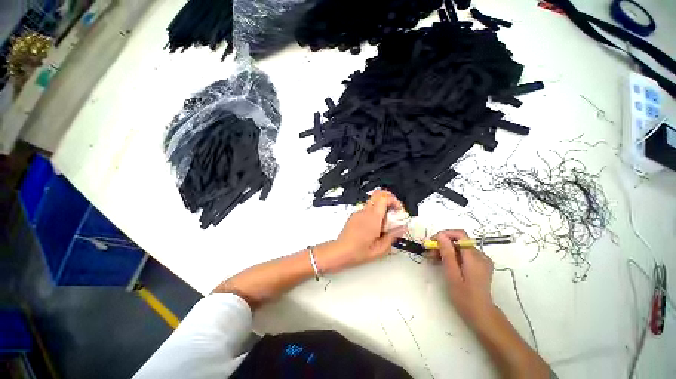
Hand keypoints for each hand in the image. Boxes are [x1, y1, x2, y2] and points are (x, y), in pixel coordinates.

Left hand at [315, 190, 405, 273]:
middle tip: (394, 211)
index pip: (384, 198)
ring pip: (373, 202)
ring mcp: (358, 212)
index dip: (395, 201)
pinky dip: (374, 213)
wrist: (341, 251)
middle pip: (378, 193)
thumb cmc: (358, 251)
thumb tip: (401, 228)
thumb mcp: (380, 248)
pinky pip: (367, 209)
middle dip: (389, 198)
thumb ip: (393, 236)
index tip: (399, 210)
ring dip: (382, 207)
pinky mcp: (354, 215)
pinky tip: (375, 226)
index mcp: (373, 218)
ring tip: (384, 223)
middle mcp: (365, 212)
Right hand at [432, 230, 494, 328]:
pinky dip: (453, 255)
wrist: (481, 315)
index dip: (444, 235)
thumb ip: (448, 254)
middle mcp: (481, 255)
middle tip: (430, 254)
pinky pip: (464, 254)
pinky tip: (444, 263)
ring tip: (434, 259)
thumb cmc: (464, 297)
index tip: (432, 243)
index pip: (460, 235)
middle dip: (443, 244)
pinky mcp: (480, 264)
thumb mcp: (452, 275)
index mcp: (474, 258)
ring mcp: (482, 260)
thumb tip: (441, 235)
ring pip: (460, 247)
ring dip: (446, 250)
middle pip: (459, 241)